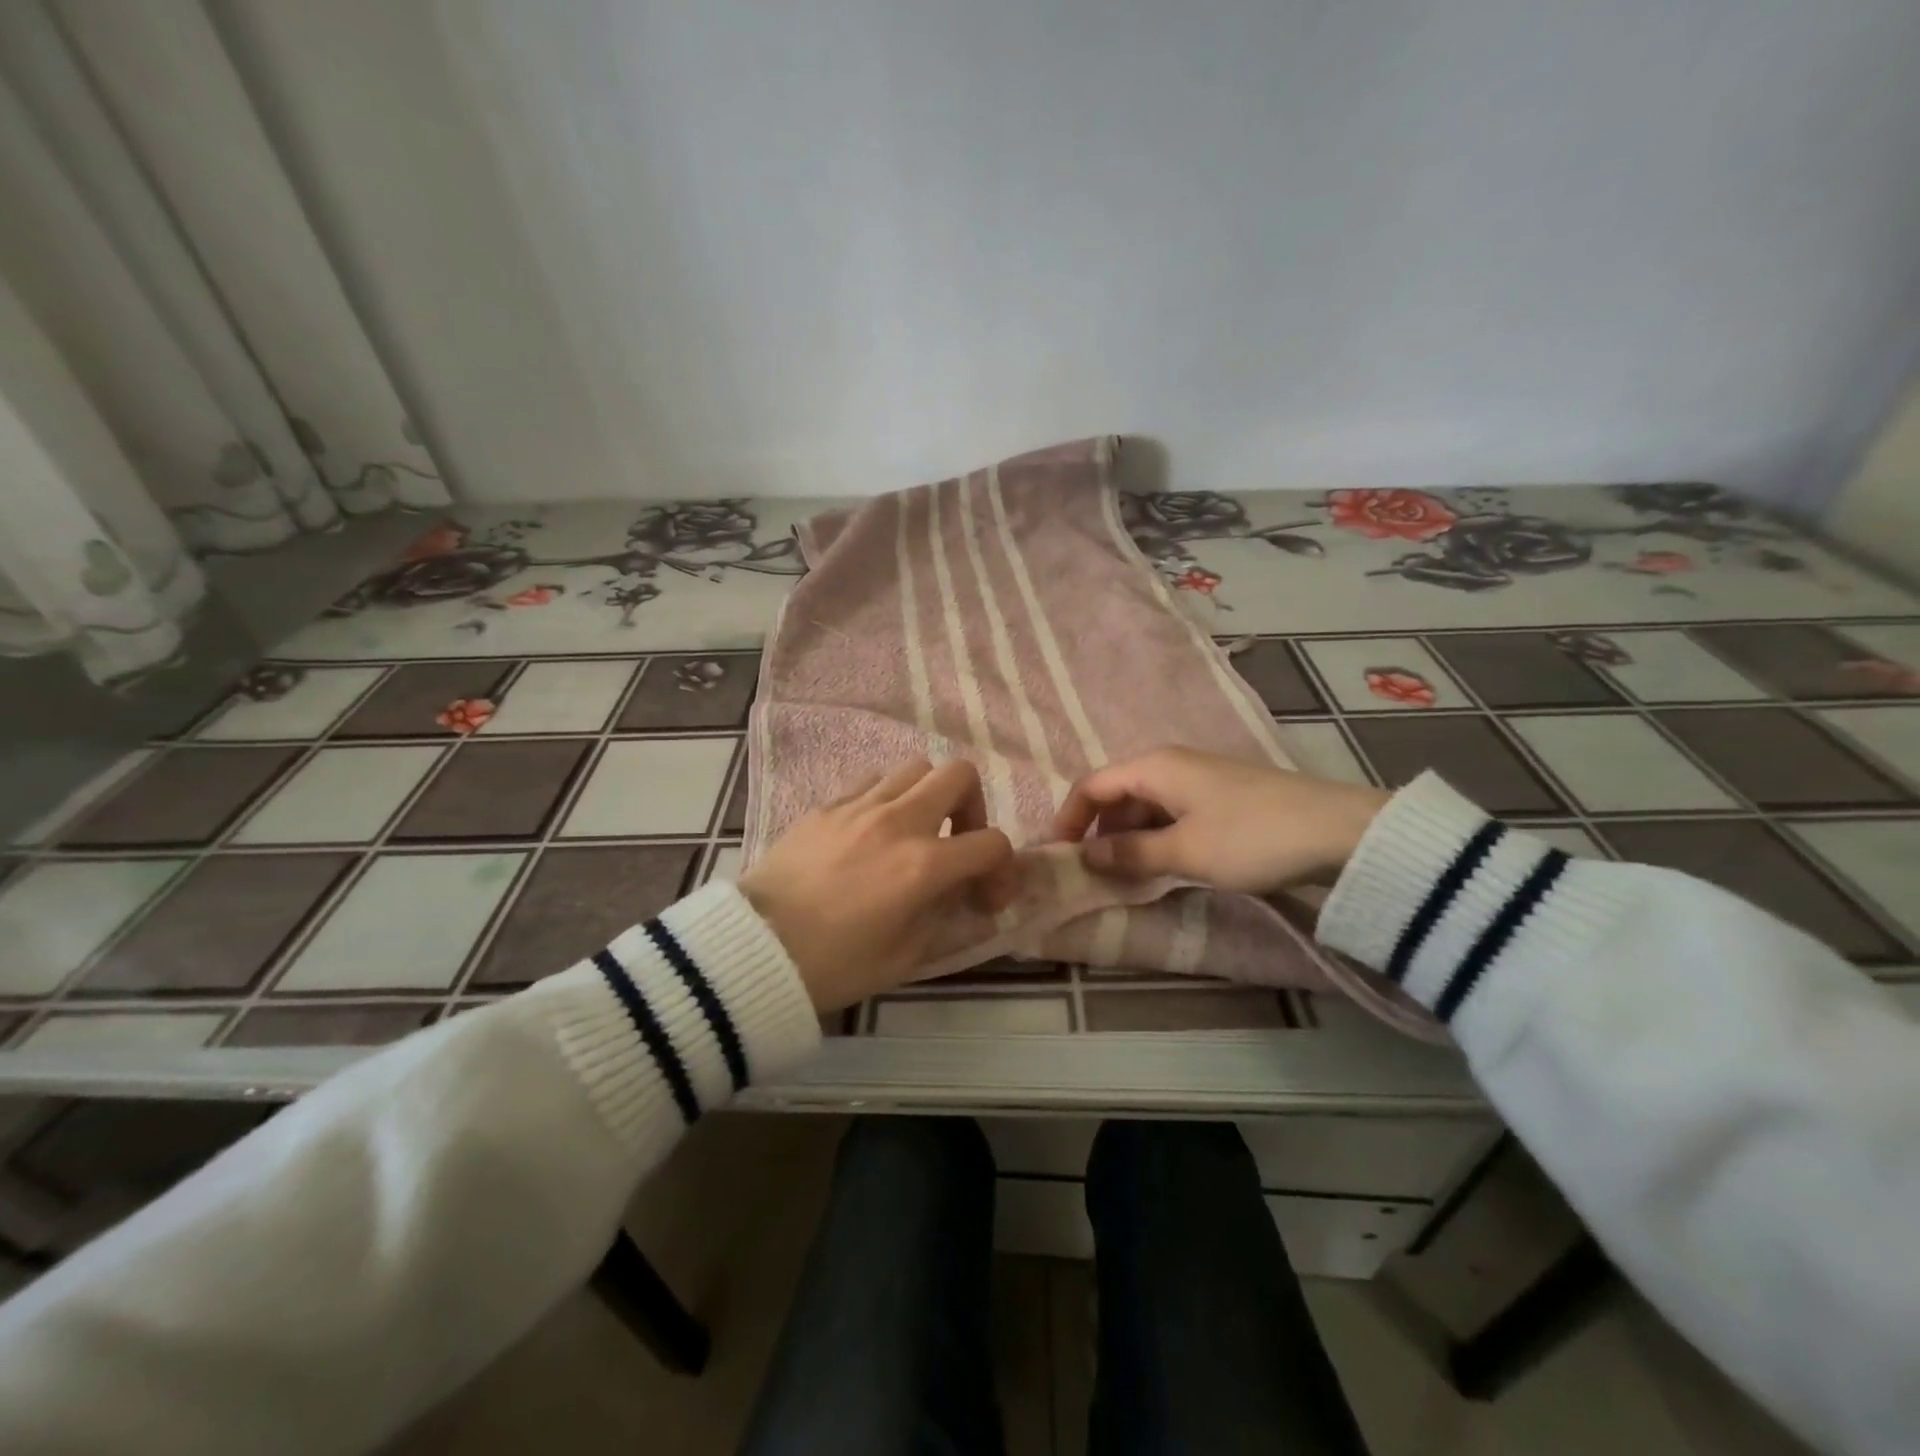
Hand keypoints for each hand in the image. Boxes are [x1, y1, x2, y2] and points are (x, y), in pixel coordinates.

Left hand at [740, 758, 1017, 1011]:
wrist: (755, 949)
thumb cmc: (833, 965)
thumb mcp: (906, 956)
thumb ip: (944, 914)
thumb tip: (958, 891)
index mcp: (923, 865)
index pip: (991, 842)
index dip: (1002, 869)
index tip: (985, 896)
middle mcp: (898, 822)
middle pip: (958, 775)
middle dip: (971, 807)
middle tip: (956, 842)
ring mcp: (859, 806)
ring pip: (914, 769)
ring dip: (927, 797)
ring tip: (913, 833)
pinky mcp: (827, 805)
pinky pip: (872, 782)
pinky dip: (887, 799)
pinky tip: (872, 833)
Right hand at [1050, 747, 1390, 893]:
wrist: (1341, 832)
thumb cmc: (1252, 838)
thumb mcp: (1185, 852)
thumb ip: (1130, 853)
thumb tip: (1086, 856)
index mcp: (1155, 767)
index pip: (1092, 785)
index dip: (1069, 818)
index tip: (1059, 856)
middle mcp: (1172, 764)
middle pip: (1117, 794)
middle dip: (1099, 832)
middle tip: (1093, 874)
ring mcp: (1199, 779)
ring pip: (1145, 806)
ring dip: (1129, 839)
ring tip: (1125, 877)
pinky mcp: (1222, 797)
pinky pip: (1172, 814)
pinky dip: (1157, 838)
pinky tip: (1163, 865)